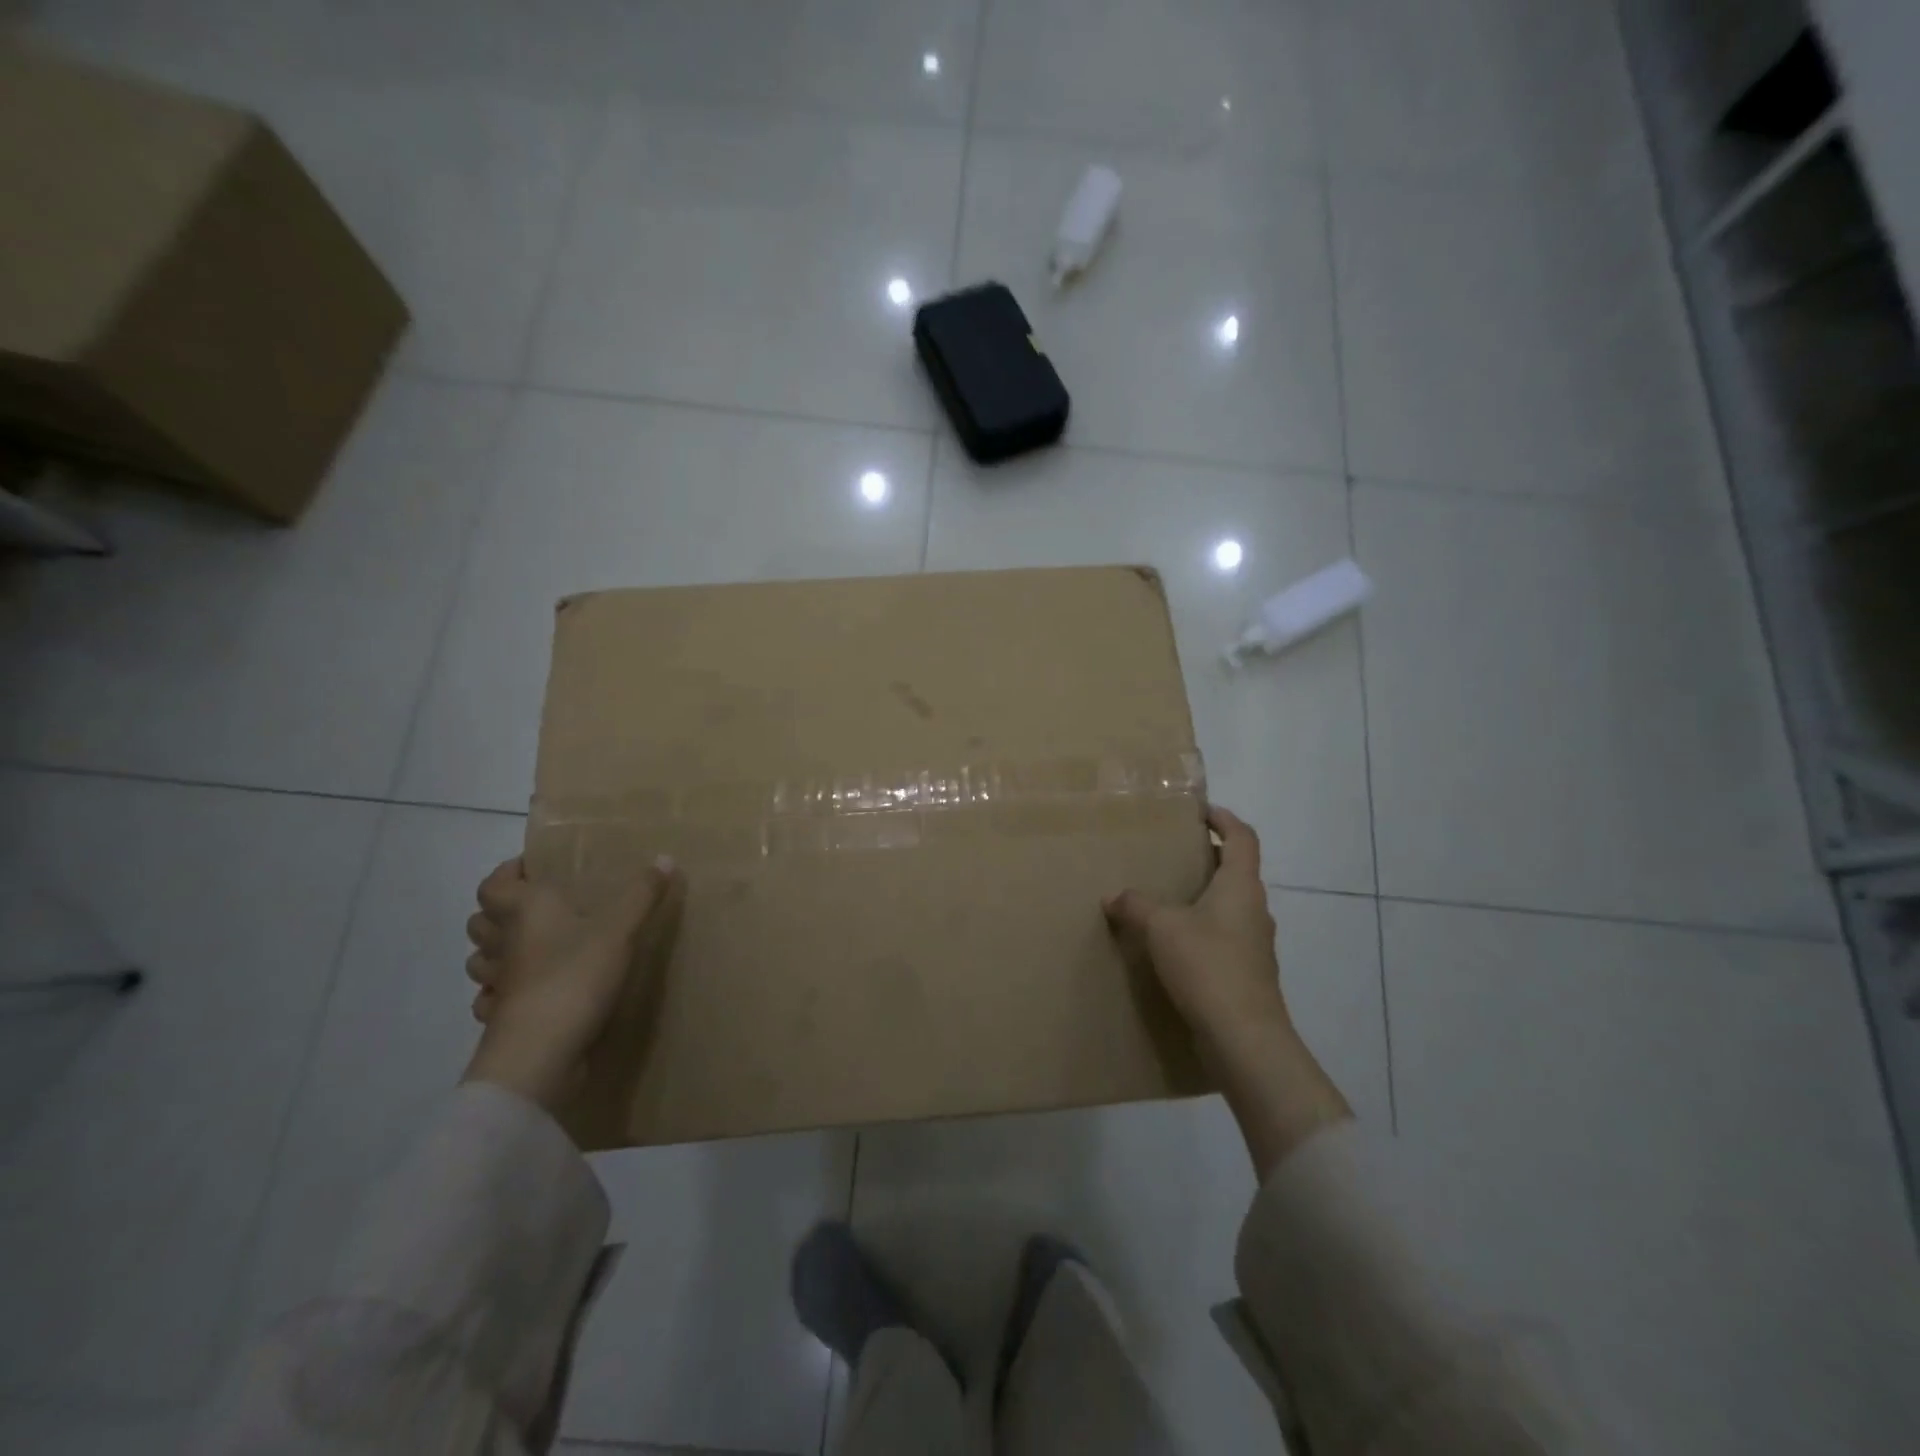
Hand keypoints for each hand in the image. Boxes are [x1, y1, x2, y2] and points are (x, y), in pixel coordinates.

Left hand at [461, 855, 684, 1115]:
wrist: (541, 1052)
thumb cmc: (575, 975)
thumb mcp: (620, 929)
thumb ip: (642, 894)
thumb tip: (664, 857)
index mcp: (525, 910)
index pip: (495, 884)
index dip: (507, 873)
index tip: (532, 869)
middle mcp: (504, 943)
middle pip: (480, 921)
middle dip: (499, 912)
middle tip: (536, 908)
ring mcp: (498, 984)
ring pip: (480, 961)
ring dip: (495, 952)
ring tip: (529, 949)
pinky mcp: (502, 1019)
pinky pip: (491, 1000)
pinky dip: (502, 993)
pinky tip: (527, 993)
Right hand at [1105, 805, 1349, 1176]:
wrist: (1244, 1038)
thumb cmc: (1207, 966)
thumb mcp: (1161, 927)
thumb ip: (1136, 905)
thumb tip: (1113, 896)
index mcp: (1241, 886)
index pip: (1242, 837)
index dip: (1223, 819)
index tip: (1199, 812)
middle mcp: (1255, 909)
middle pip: (1237, 871)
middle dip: (1208, 859)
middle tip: (1173, 855)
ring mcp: (1256, 945)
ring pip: (1231, 907)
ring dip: (1205, 897)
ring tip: (1168, 900)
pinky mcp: (1248, 974)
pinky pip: (1225, 938)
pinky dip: (1203, 930)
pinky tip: (1175, 946)